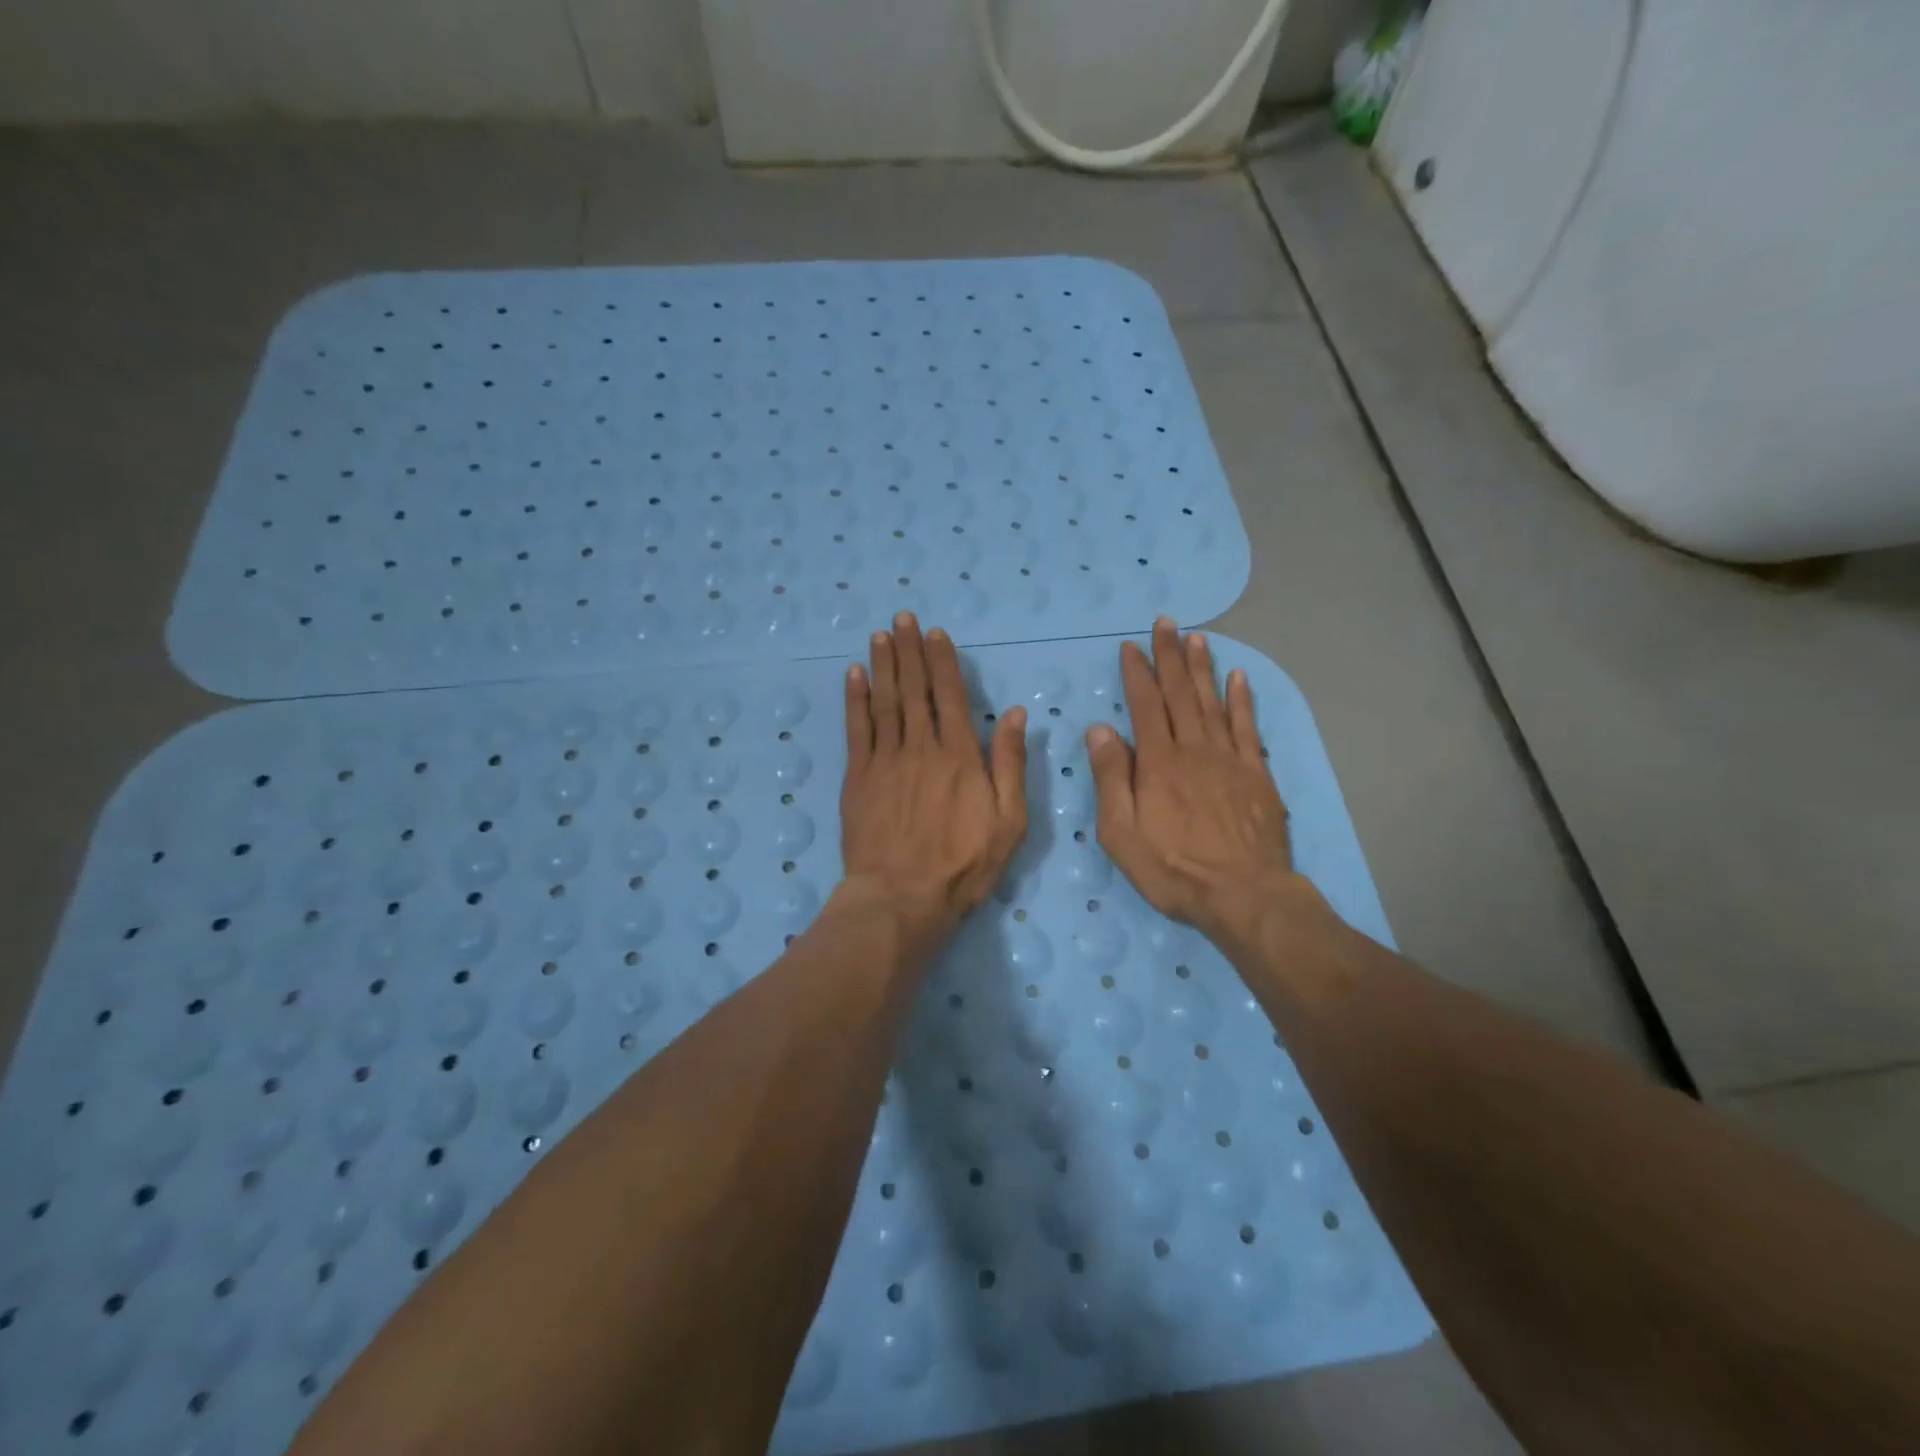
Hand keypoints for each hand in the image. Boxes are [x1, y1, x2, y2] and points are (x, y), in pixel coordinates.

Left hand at [840, 613, 1029, 945]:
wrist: (902, 897)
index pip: (950, 695)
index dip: (942, 661)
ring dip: (883, 665)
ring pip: (885, 701)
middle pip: (914, 689)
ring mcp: (885, 760)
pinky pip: (856, 729)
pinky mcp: (858, 777)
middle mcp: (921, 747)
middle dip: (909, 650)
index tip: (935, 633)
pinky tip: (854, 675)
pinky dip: (855, 699)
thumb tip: (1016, 713)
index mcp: (960, 755)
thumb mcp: (1009, 820)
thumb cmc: (964, 863)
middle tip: (902, 618)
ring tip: (881, 635)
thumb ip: (1010, 764)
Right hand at [1087, 618, 1302, 945]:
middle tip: (1166, 623)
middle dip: (1170, 657)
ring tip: (1197, 637)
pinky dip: (1242, 700)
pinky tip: (1239, 678)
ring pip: (1213, 703)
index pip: (1144, 706)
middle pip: (1180, 694)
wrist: (1244, 895)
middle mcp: (1193, 750)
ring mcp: (1229, 760)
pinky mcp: (1257, 775)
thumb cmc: (1173, 869)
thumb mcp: (1121, 833)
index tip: (1131, 646)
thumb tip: (1100, 730)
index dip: (1137, 674)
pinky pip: (1248, 728)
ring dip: (1203, 668)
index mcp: (1158, 763)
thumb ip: (1111, 778)